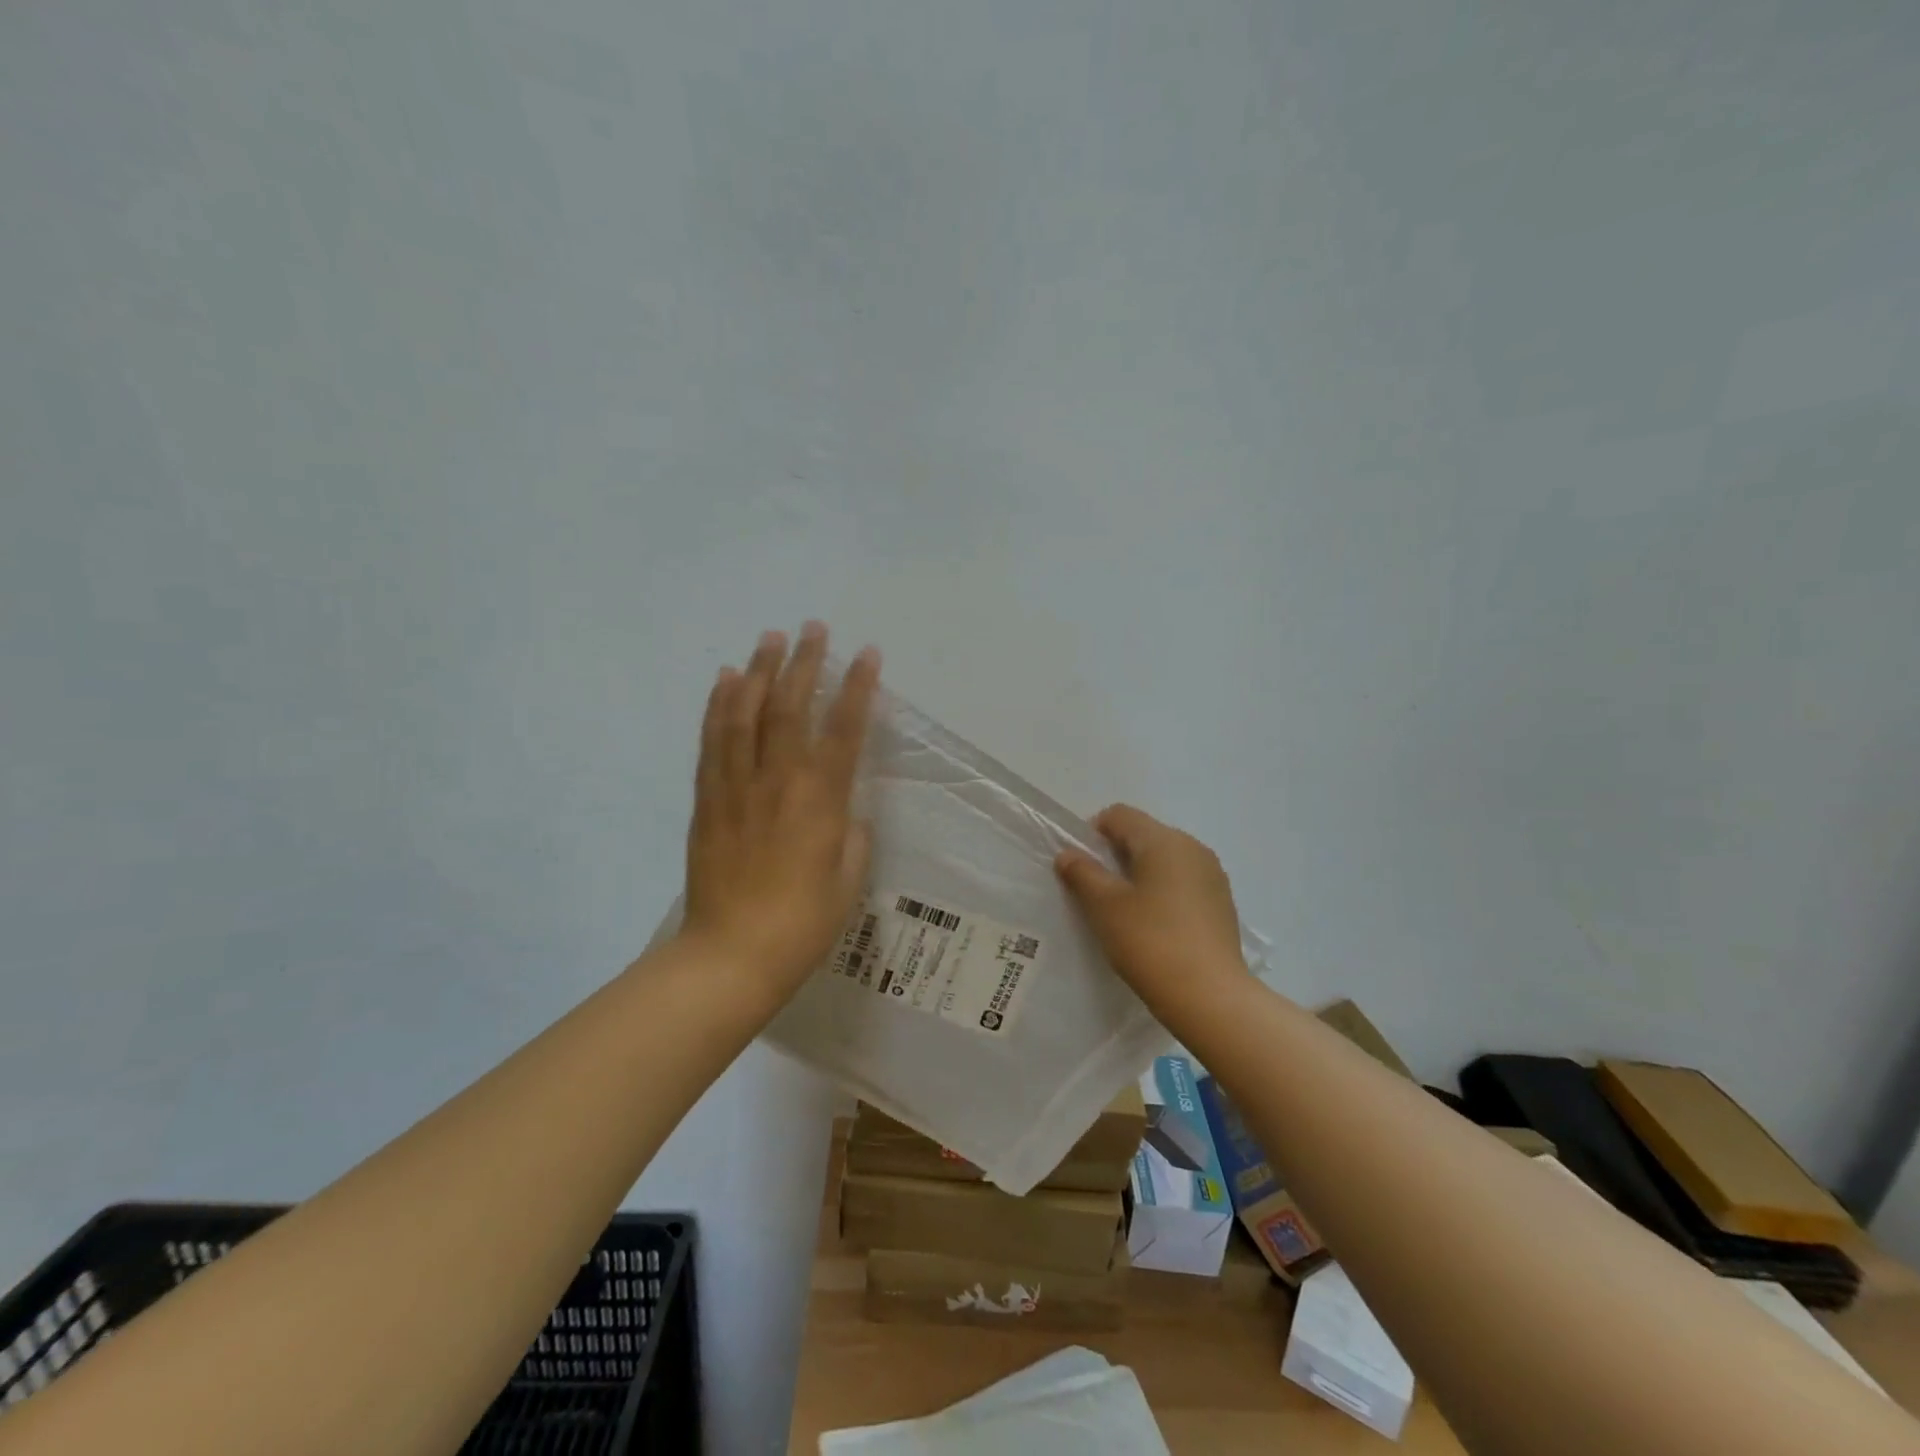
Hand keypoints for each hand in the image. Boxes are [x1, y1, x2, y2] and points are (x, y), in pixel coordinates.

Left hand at [680, 623, 880, 1002]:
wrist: (730, 957)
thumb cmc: (802, 925)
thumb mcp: (848, 881)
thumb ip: (852, 836)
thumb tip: (846, 811)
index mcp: (820, 801)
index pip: (842, 729)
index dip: (856, 687)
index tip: (866, 653)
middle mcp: (777, 782)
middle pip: (789, 707)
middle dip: (803, 662)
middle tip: (812, 627)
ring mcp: (736, 787)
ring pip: (745, 714)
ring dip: (758, 670)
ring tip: (768, 637)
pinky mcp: (707, 800)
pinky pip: (712, 741)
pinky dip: (718, 705)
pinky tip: (724, 679)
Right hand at [1054, 805, 1247, 1003]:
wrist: (1210, 997)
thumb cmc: (1150, 942)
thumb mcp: (1105, 907)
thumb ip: (1083, 873)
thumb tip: (1068, 853)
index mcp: (1164, 840)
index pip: (1119, 815)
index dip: (1093, 834)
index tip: (1083, 870)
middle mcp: (1192, 847)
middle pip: (1143, 834)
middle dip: (1116, 855)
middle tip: (1099, 894)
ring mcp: (1212, 874)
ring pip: (1164, 859)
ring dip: (1140, 875)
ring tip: (1127, 913)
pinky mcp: (1221, 901)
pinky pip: (1182, 881)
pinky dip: (1163, 892)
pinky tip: (1155, 927)